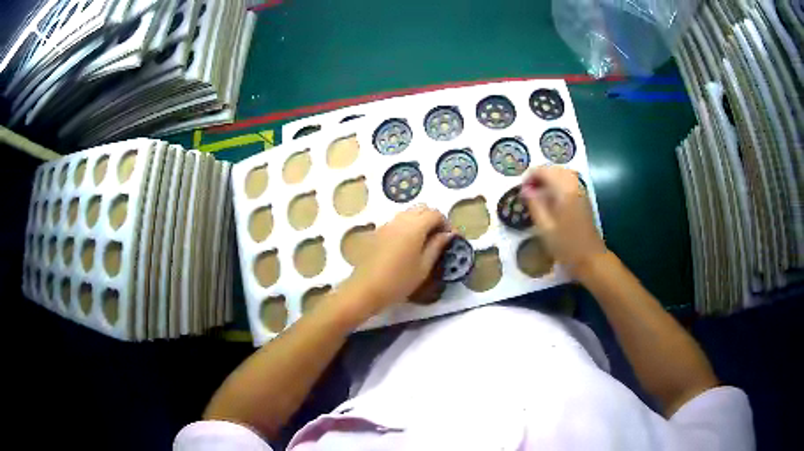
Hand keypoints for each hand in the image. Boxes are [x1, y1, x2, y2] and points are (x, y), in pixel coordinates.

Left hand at [343, 205, 452, 315]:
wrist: (367, 288)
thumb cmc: (399, 281)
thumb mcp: (424, 266)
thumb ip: (437, 246)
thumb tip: (449, 234)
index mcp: (415, 226)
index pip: (435, 213)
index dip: (445, 223)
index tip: (449, 238)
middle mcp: (400, 219)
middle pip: (422, 208)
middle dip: (433, 218)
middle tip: (438, 237)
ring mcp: (387, 224)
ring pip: (408, 213)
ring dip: (419, 220)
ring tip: (423, 241)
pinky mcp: (378, 231)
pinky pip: (397, 220)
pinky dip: (407, 225)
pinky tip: (407, 244)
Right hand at [519, 166, 606, 275]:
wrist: (590, 259)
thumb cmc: (566, 246)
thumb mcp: (545, 228)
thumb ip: (535, 205)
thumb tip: (525, 189)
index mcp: (565, 191)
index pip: (545, 171)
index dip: (530, 176)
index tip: (521, 189)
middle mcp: (574, 186)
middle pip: (555, 169)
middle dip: (540, 175)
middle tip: (528, 189)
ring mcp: (581, 192)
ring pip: (563, 174)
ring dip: (549, 178)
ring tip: (537, 192)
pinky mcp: (583, 200)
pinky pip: (569, 182)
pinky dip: (558, 184)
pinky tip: (551, 198)